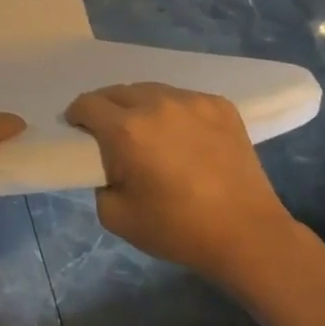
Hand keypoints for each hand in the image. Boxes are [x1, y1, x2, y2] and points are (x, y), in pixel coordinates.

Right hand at [65, 83, 294, 281]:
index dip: (77, 116)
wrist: (247, 234)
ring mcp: (191, 101)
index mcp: (126, 129)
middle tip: (111, 134)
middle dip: (106, 108)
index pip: (87, 104)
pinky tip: (183, 137)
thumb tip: (108, 163)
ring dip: (140, 106)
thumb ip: (99, 181)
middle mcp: (156, 104)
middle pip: (116, 91)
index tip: (78, 130)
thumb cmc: (177, 229)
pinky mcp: (220, 105)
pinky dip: (174, 112)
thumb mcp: (115, 216)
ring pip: (150, 91)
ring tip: (148, 132)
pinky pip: (183, 99)